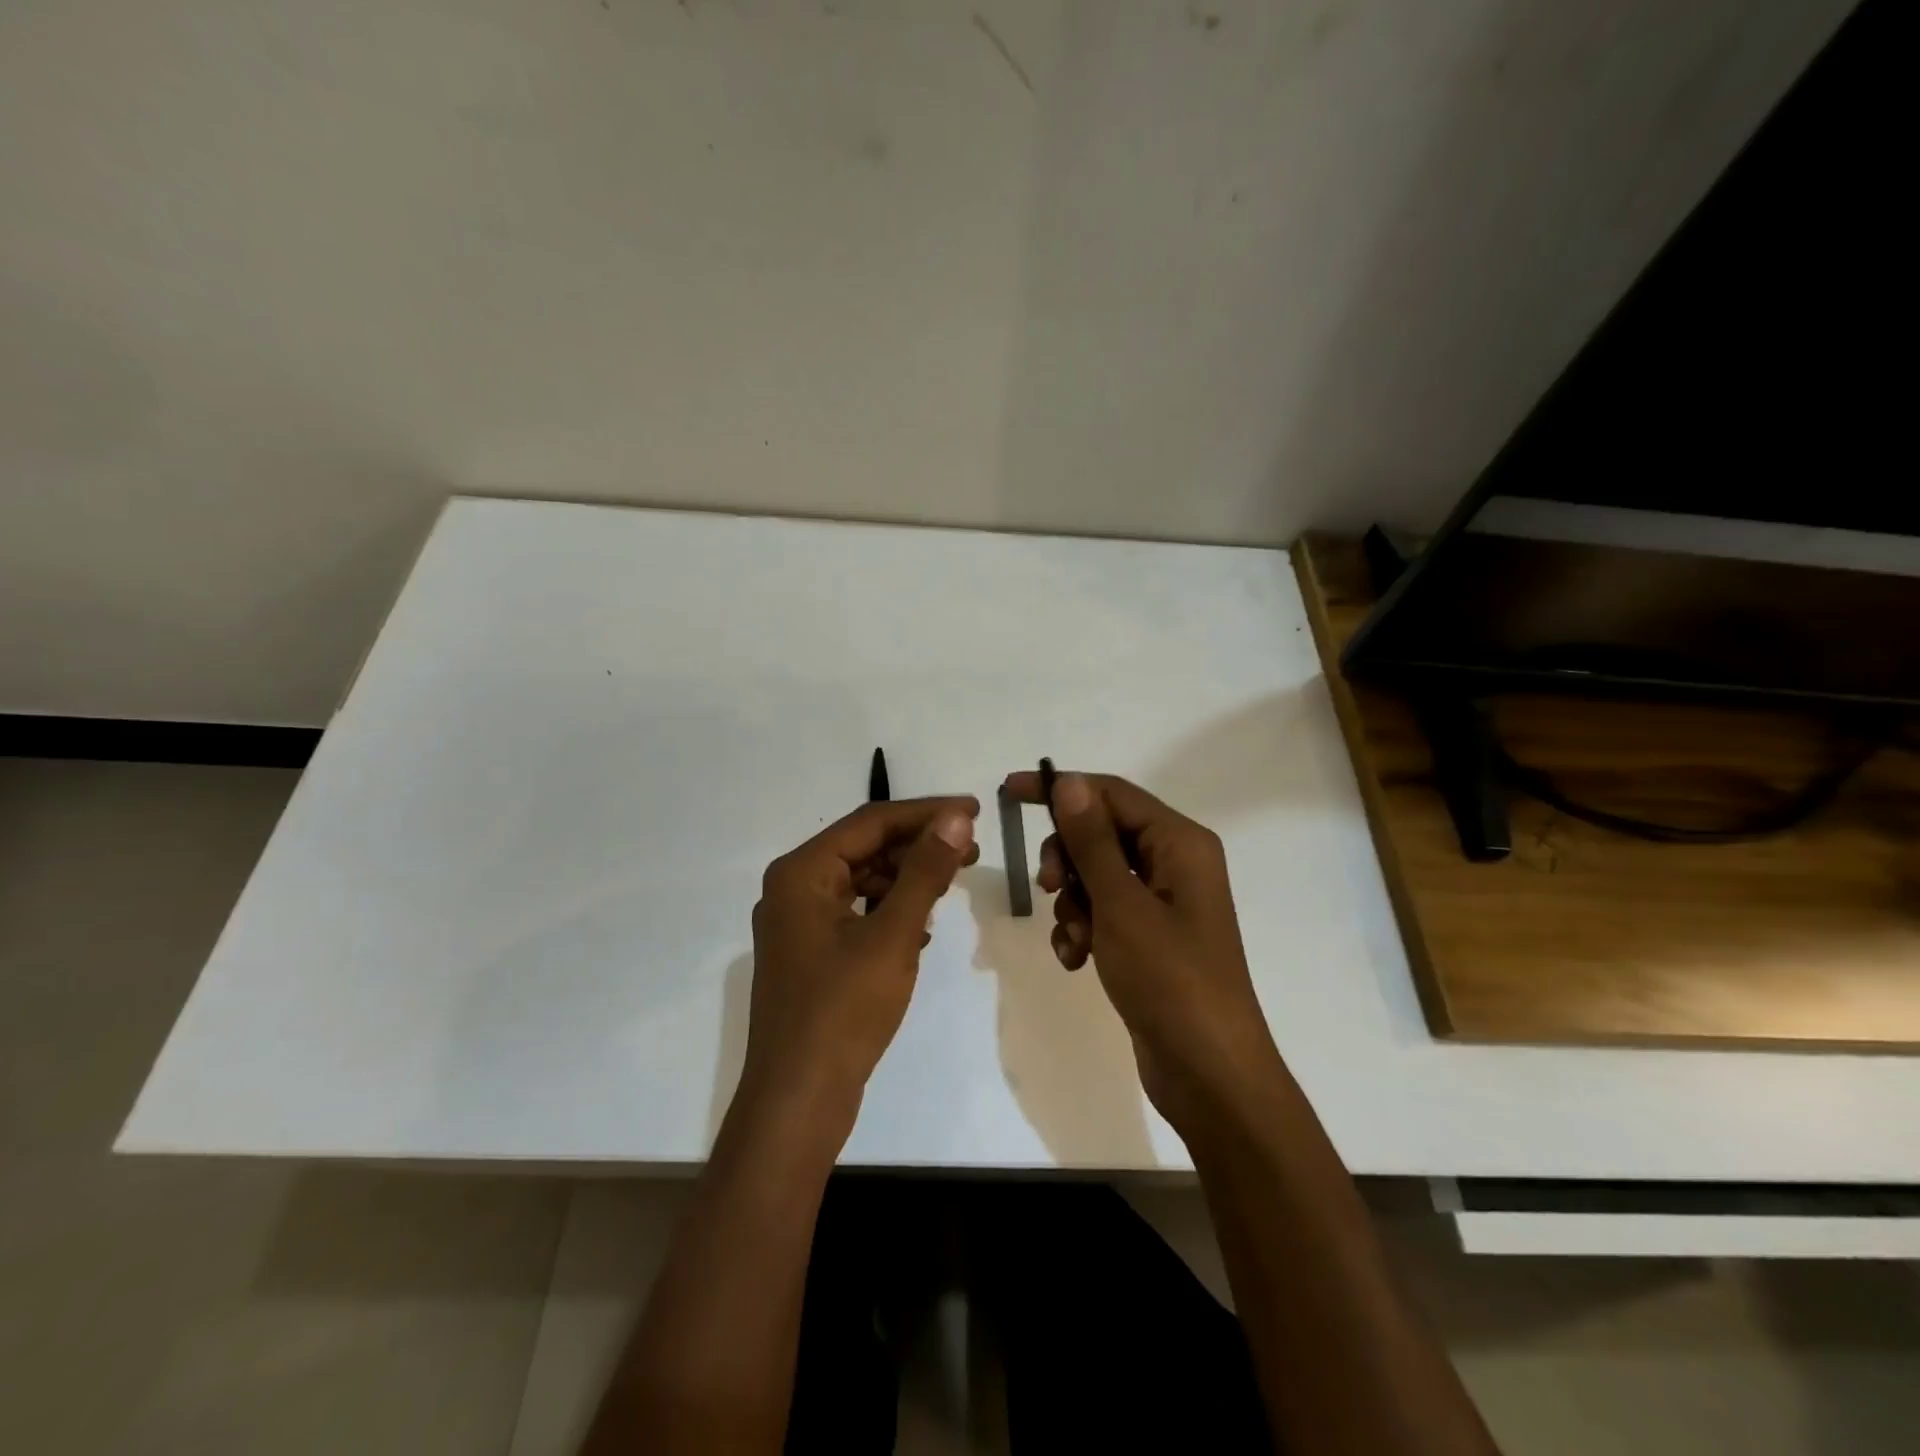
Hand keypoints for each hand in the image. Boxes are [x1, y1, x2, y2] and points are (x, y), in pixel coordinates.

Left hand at [738, 796, 979, 1141]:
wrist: (798, 1101)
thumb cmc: (843, 1011)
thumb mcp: (892, 935)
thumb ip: (925, 872)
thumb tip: (956, 818)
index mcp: (802, 872)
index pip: (871, 821)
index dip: (926, 812)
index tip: (974, 809)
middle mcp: (794, 887)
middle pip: (864, 847)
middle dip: (918, 844)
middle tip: (972, 846)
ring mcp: (799, 922)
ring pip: (862, 880)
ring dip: (907, 876)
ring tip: (954, 879)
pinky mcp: (810, 952)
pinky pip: (856, 911)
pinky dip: (890, 908)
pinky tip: (924, 922)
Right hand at [1001, 771, 1282, 1131]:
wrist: (1210, 1076)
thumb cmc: (1170, 981)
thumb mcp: (1122, 906)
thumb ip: (1092, 841)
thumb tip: (1069, 782)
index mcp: (1180, 843)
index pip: (1111, 793)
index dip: (1060, 788)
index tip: (1009, 793)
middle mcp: (1174, 863)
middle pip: (1100, 833)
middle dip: (1066, 859)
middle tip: (1047, 887)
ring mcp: (1162, 902)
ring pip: (1095, 875)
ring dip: (1072, 903)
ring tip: (1074, 941)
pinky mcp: (1149, 936)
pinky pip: (1102, 912)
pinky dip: (1082, 929)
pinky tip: (1076, 960)